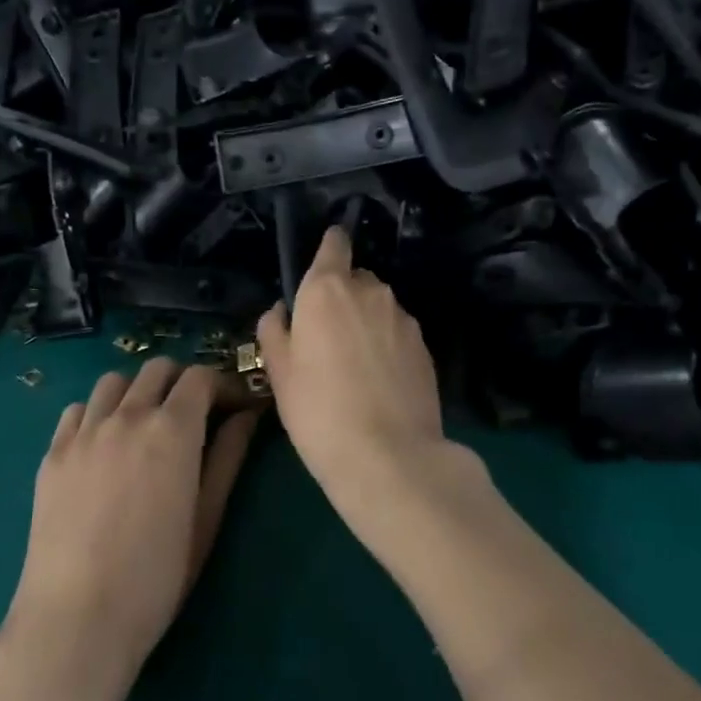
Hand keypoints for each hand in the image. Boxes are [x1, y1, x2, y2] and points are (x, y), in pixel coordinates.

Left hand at [4, 360, 259, 685]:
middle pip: (157, 369)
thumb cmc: (156, 578)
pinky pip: (78, 410)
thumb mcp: (205, 519)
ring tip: (145, 425)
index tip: (231, 407)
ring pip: (114, 381)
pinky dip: (98, 413)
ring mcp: (84, 432)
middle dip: (182, 382)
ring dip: (138, 391)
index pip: (200, 377)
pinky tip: (104, 445)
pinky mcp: (52, 453)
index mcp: (172, 430)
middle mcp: (127, 416)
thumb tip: (246, 416)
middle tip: (193, 415)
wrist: (76, 619)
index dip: (221, 385)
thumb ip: (227, 458)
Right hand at [259, 228, 485, 539]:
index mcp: (327, 289)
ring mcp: (403, 318)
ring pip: (379, 307)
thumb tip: (282, 311)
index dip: (330, 248)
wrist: (389, 456)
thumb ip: (275, 331)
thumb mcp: (279, 373)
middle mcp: (370, 292)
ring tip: (354, 366)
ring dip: (366, 322)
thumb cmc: (318, 410)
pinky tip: (379, 382)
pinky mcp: (425, 347)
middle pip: (356, 279)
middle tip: (327, 338)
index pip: (335, 244)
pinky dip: (387, 345)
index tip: (323, 264)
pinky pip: (398, 333)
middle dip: (343, 297)